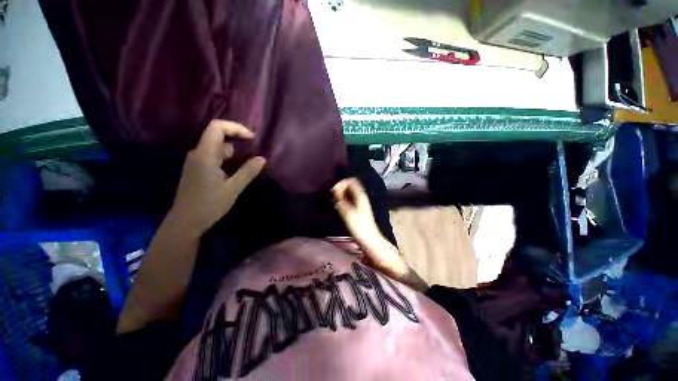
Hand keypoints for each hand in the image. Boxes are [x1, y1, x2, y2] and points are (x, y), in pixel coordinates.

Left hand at [170, 120, 264, 236]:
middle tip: (252, 148)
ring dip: (232, 148)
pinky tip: (234, 168)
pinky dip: (226, 156)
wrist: (186, 221)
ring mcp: (195, 160)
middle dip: (236, 137)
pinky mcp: (196, 168)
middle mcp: (198, 153)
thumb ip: (248, 171)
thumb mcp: (233, 188)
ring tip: (246, 160)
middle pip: (216, 133)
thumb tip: (262, 158)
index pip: (217, 127)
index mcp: (205, 155)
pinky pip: (212, 154)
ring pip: (215, 145)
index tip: (251, 138)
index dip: (235, 128)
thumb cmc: (209, 205)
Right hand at [332, 178, 380, 241]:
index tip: (333, 190)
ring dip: (341, 194)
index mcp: (361, 195)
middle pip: (350, 185)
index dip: (341, 183)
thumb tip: (334, 190)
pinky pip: (349, 199)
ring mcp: (360, 203)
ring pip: (349, 192)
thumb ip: (340, 200)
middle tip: (332, 195)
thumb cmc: (359, 227)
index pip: (351, 181)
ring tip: (334, 200)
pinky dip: (343, 199)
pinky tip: (338, 205)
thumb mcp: (348, 213)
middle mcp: (361, 197)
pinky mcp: (358, 209)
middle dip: (340, 188)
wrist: (369, 239)